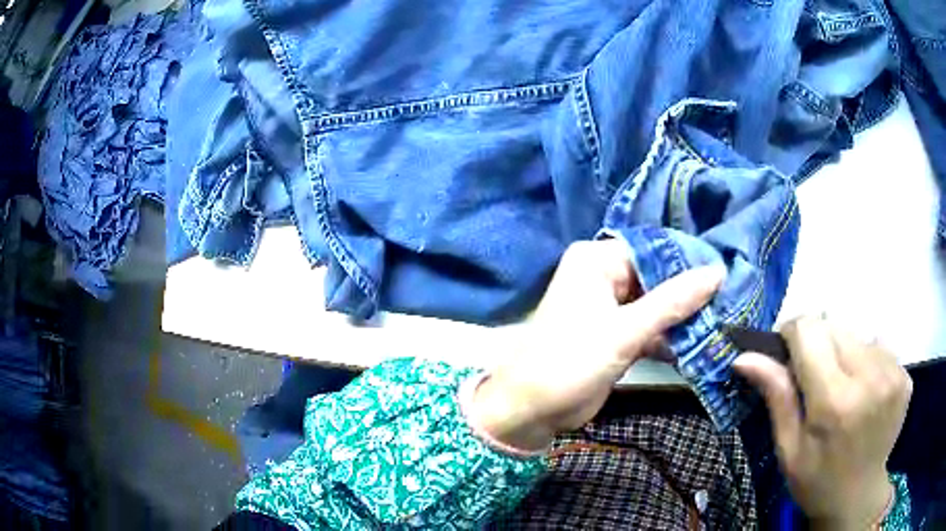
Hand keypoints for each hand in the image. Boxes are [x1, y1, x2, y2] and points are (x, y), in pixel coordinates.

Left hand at [467, 239, 724, 450]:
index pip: (654, 249)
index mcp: (597, 260)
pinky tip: (699, 345)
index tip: (727, 273)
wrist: (532, 410)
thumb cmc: (570, 361)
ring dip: (684, 317)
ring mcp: (611, 306)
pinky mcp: (616, 334)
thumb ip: (674, 301)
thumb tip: (717, 271)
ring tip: (723, 322)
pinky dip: (670, 337)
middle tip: (731, 300)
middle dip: (691, 293)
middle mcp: (604, 276)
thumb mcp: (626, 330)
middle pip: (658, 277)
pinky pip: (651, 327)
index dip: (689, 261)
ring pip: (657, 304)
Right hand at [734, 317, 911, 529]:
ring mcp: (893, 374)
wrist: (858, 496)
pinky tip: (863, 391)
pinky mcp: (904, 374)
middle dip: (818, 344)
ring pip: (857, 334)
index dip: (792, 333)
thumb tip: (744, 357)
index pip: (810, 330)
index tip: (786, 353)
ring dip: (842, 352)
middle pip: (834, 326)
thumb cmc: (817, 480)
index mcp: (835, 401)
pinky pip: (878, 346)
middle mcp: (870, 377)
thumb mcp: (789, 449)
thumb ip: (776, 396)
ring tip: (841, 388)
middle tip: (813, 380)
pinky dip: (865, 361)